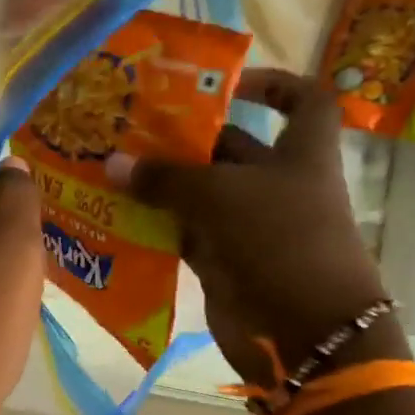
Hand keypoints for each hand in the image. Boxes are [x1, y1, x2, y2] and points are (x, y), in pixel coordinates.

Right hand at [109, 70, 397, 384]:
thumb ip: (166, 178)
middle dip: (185, 140)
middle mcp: (277, 185)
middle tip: (130, 131)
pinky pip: (186, 236)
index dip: (272, 83)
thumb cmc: (279, 241)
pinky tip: (118, 216)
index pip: (303, 101)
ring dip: (162, 186)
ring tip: (112, 169)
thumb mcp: (221, 196)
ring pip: (201, 196)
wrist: (303, 331)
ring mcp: (250, 228)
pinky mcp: (226, 263)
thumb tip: (113, 163)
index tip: (225, 84)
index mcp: (300, 154)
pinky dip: (157, 228)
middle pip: (230, 150)